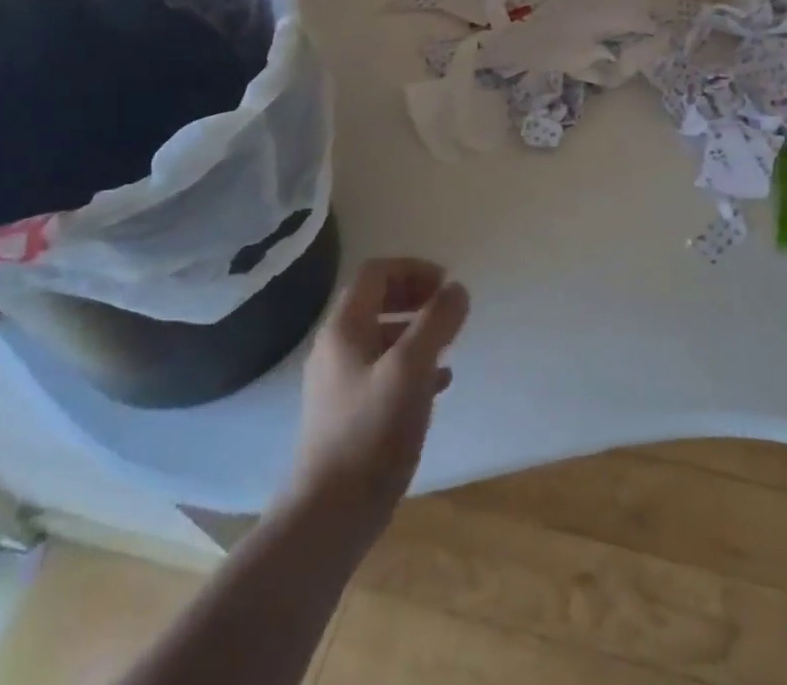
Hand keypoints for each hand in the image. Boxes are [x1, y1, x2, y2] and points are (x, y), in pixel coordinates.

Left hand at [292, 257, 469, 518]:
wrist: (329, 517)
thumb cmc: (372, 432)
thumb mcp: (412, 367)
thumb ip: (437, 321)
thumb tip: (457, 289)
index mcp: (344, 329)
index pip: (376, 272)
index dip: (413, 269)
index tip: (446, 285)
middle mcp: (336, 349)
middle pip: (376, 301)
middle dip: (416, 298)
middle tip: (448, 309)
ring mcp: (339, 384)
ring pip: (382, 338)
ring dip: (416, 331)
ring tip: (449, 345)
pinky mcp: (349, 415)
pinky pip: (384, 372)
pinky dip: (412, 365)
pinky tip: (438, 384)